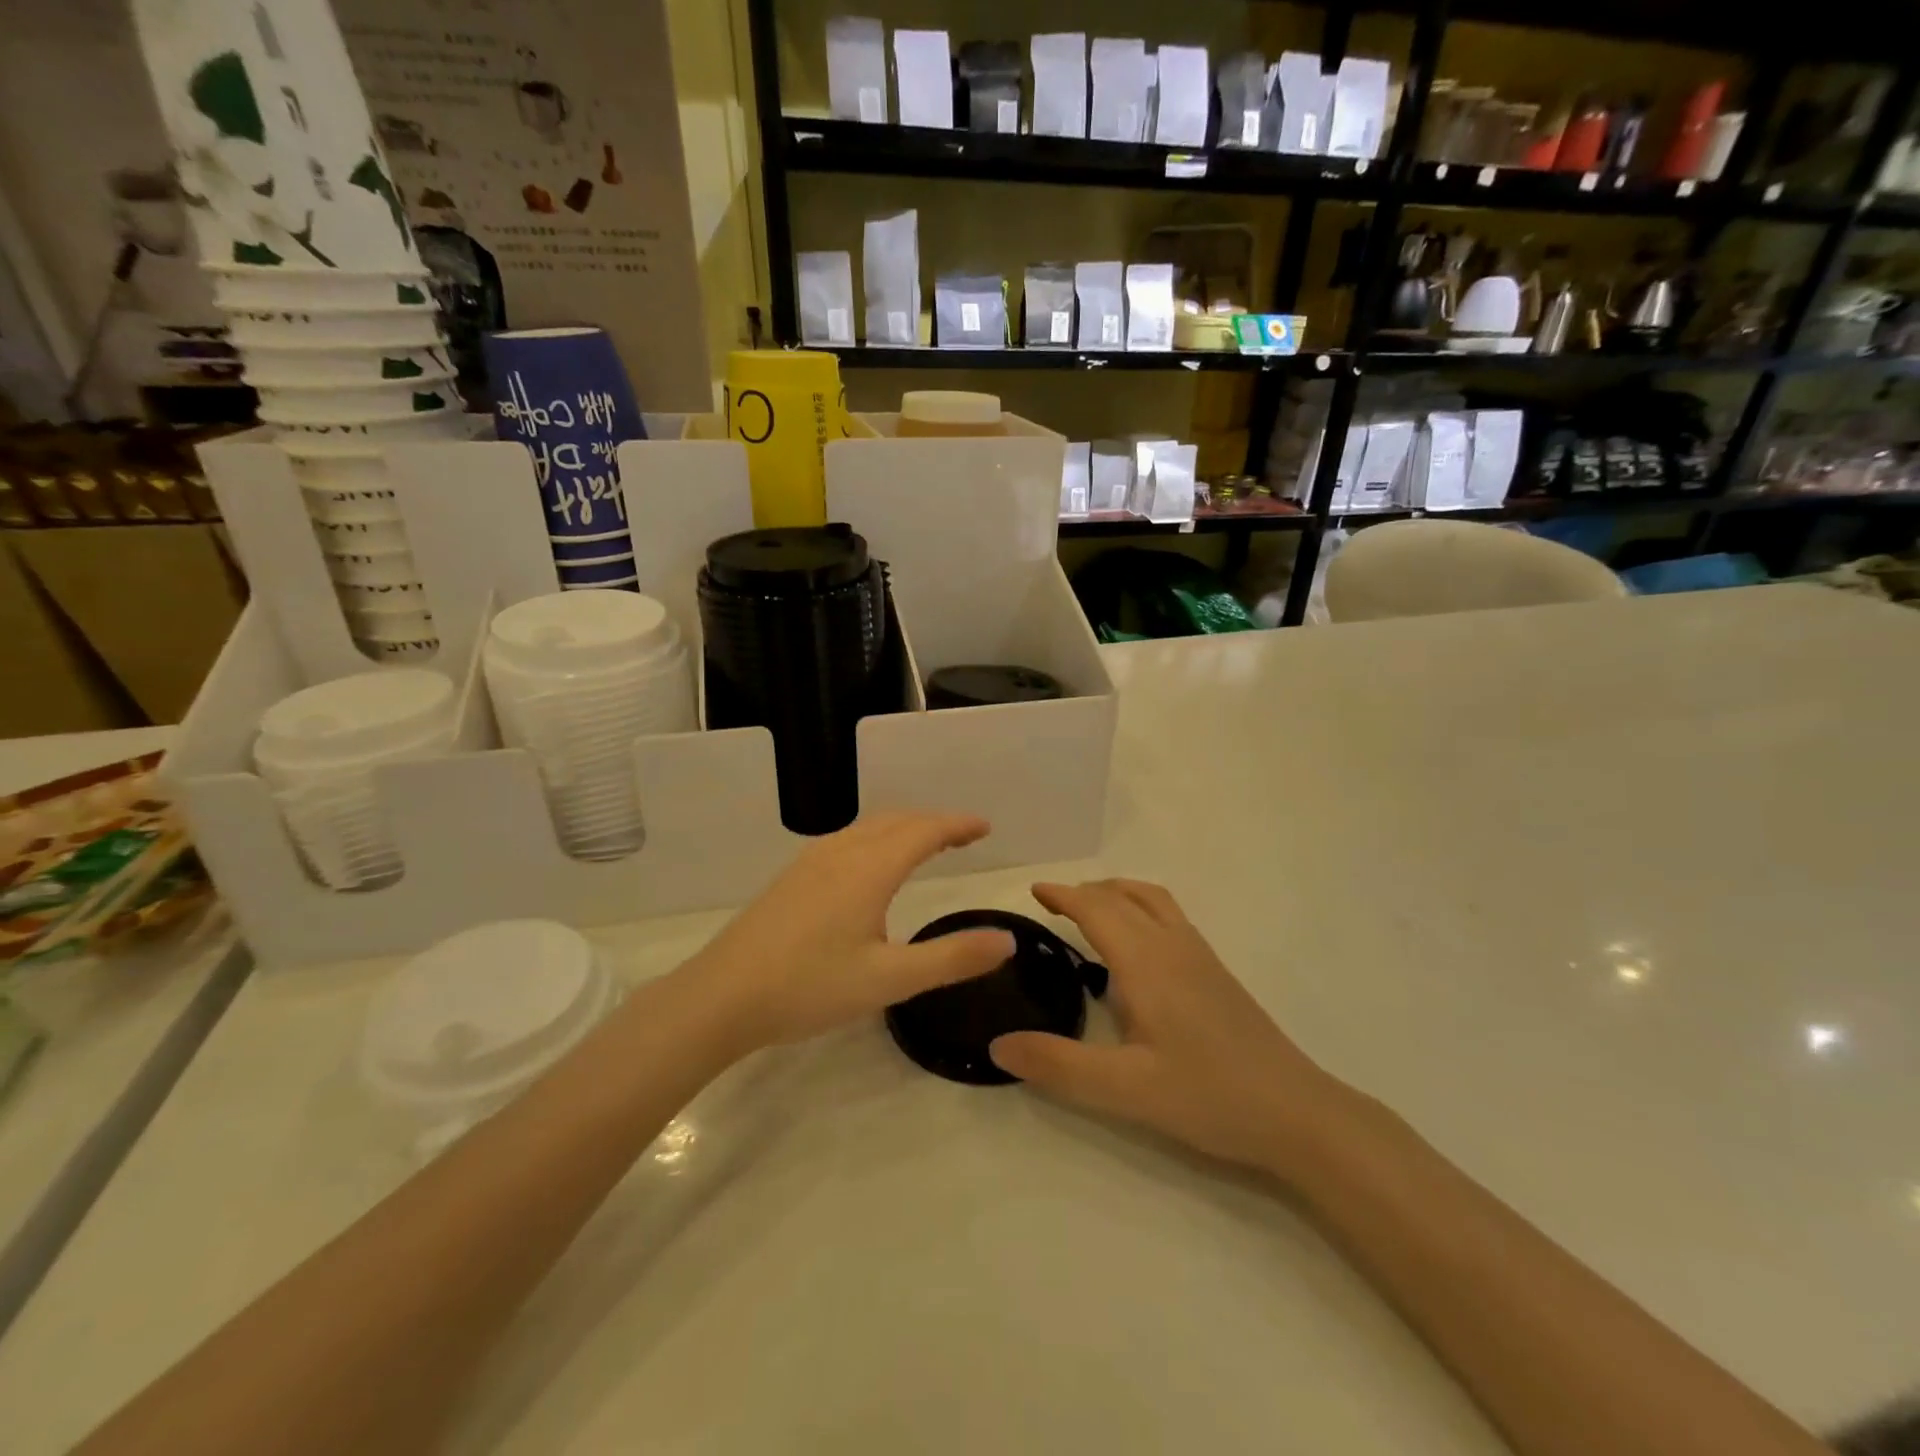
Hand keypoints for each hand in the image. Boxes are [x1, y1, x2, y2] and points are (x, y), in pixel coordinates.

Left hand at [685, 812, 1015, 1053]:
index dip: (958, 825)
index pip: (925, 831)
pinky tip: (871, 867)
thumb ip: (951, 958)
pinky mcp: (792, 877)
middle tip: (964, 835)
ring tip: (925, 844)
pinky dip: (877, 838)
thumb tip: (1006, 939)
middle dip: (934, 822)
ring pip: (868, 827)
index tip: (984, 827)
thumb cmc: (810, 987)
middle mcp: (842, 852)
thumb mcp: (890, 980)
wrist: (721, 996)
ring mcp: (811, 862)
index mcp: (870, 868)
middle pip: (897, 820)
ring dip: (904, 827)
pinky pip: (848, 839)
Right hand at [989, 880, 1348, 1173]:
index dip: (1063, 895)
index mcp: (1146, 961)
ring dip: (1116, 894)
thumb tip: (998, 1044)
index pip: (1096, 908)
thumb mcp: (1125, 1089)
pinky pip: (1169, 916)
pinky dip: (1140, 908)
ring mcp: (1200, 955)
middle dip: (1085, 892)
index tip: (1034, 892)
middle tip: (1051, 905)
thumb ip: (1059, 1065)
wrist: (1296, 1112)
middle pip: (1123, 896)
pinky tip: (1137, 948)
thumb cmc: (1208, 1095)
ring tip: (1091, 912)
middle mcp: (1172, 945)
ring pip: (1152, 900)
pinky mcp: (1216, 972)